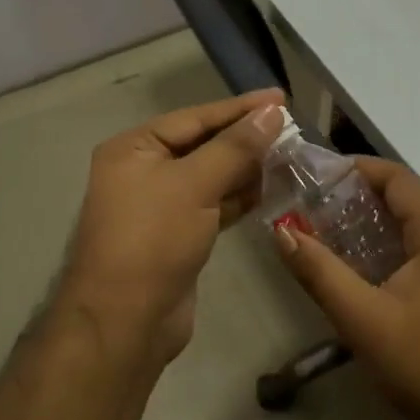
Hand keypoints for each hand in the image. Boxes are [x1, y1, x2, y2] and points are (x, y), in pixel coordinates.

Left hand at [57, 89, 285, 370]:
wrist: (126, 320)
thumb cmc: (153, 240)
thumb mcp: (194, 185)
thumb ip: (235, 147)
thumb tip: (272, 112)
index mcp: (134, 148)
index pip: (194, 117)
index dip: (239, 108)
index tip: (281, 99)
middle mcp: (143, 171)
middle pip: (202, 145)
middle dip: (245, 139)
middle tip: (292, 129)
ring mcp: (160, 206)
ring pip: (210, 176)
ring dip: (246, 168)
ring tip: (290, 156)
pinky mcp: (177, 235)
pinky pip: (213, 205)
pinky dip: (239, 197)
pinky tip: (270, 189)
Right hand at [271, 157, 419, 419]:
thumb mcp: (363, 320)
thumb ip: (320, 271)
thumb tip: (281, 230)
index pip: (399, 179)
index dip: (357, 170)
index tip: (317, 177)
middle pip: (414, 201)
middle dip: (365, 200)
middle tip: (319, 210)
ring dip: (385, 227)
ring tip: (341, 238)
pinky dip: (407, 250)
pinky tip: (380, 274)